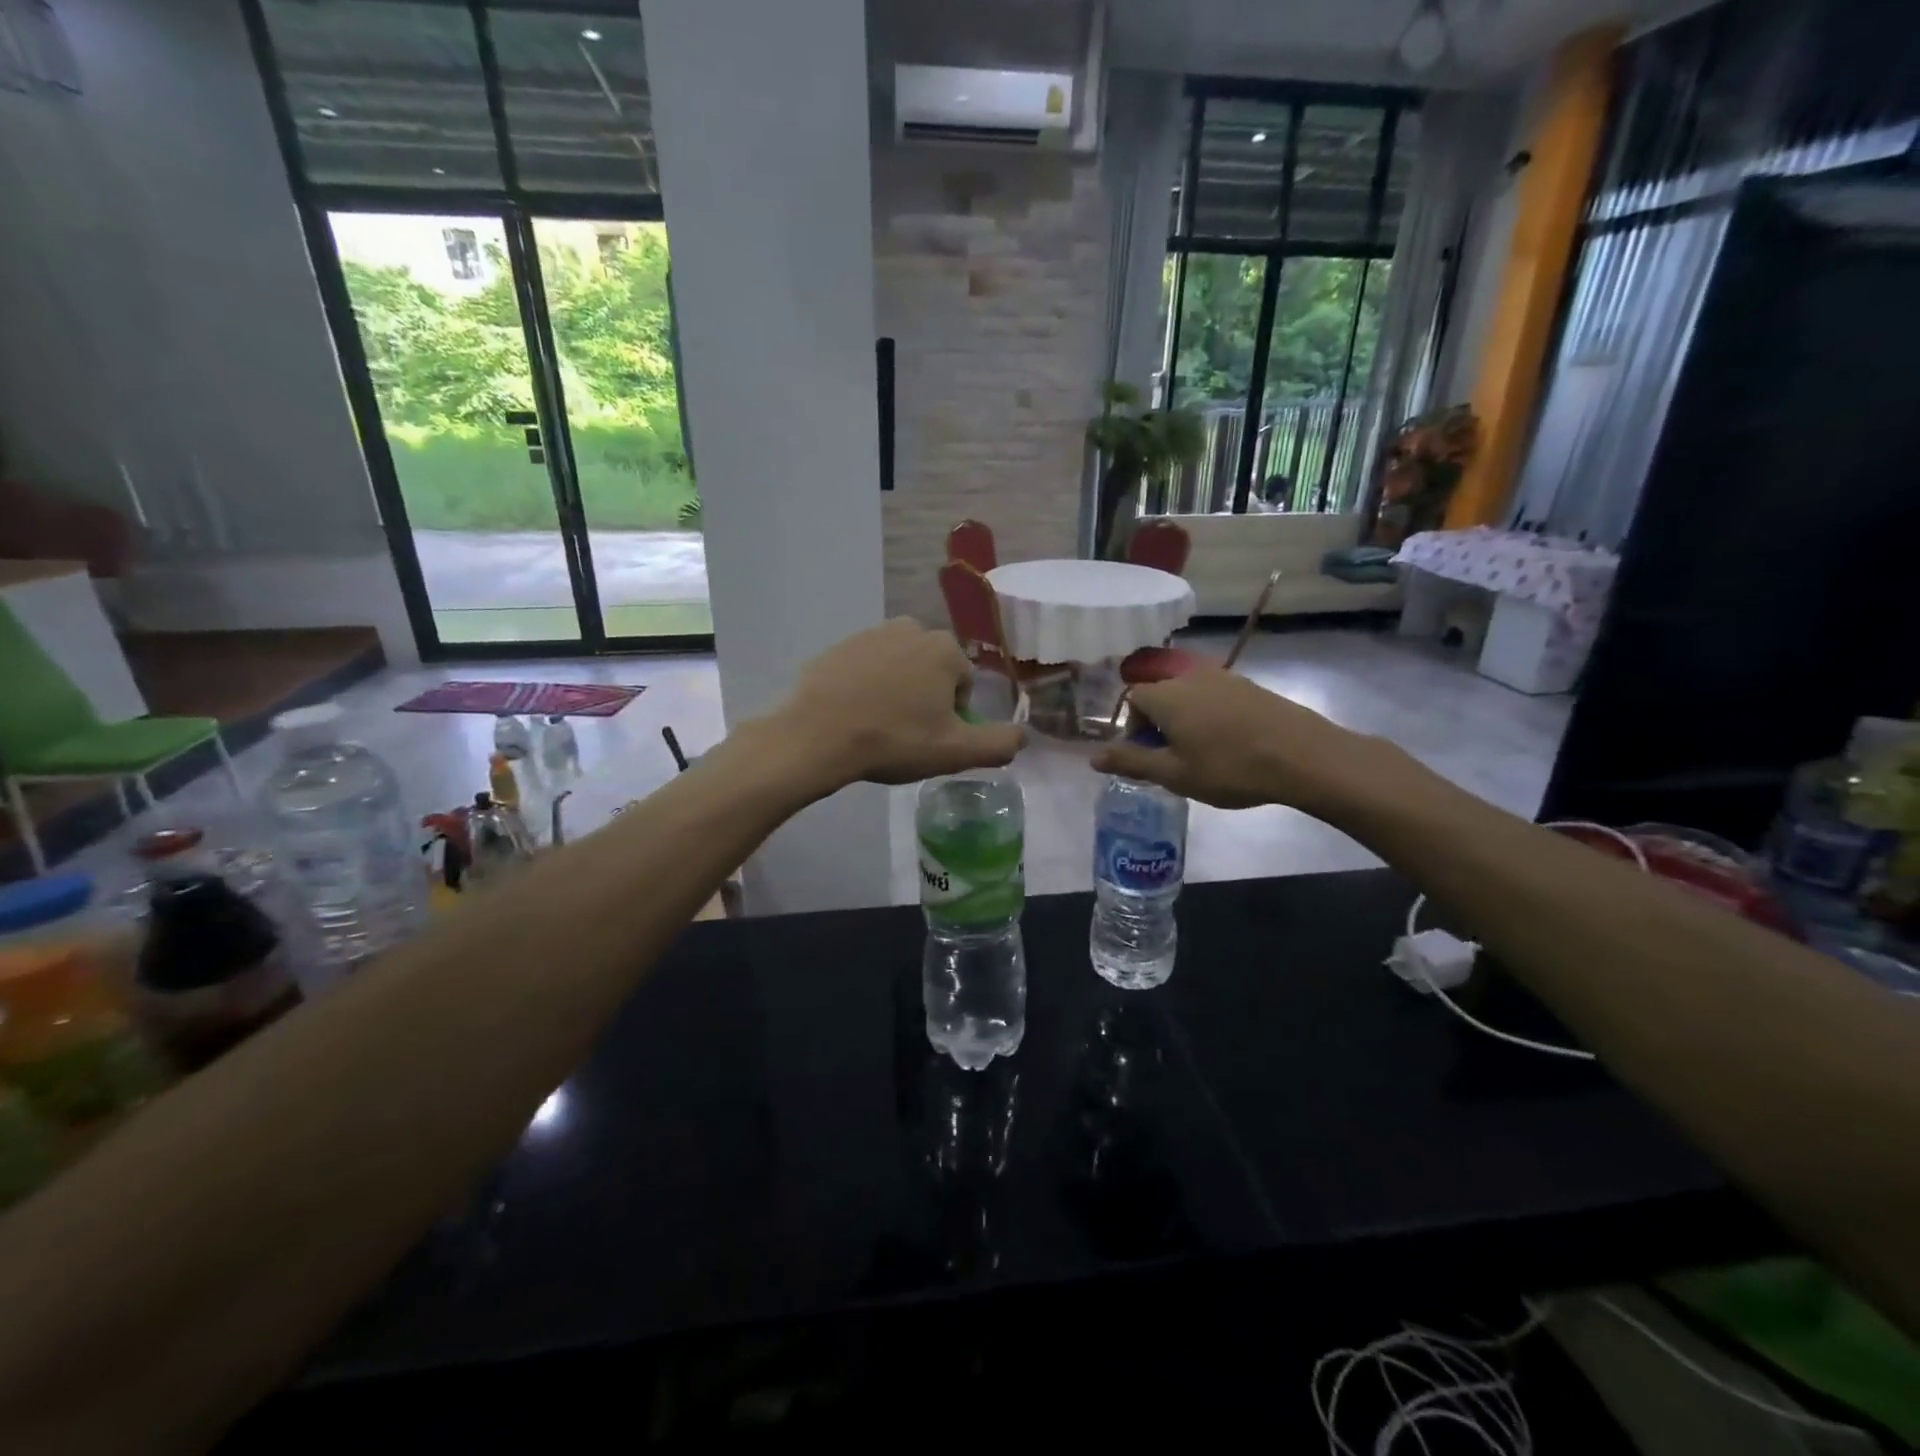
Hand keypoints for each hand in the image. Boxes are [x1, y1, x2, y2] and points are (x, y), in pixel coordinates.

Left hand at [770, 619, 1023, 787]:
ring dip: (896, 691)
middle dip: (925, 698)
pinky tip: (852, 715)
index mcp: (944, 649)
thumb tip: (1024, 736)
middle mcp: (910, 628)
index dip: (952, 715)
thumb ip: (1000, 743)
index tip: (931, 737)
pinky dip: (864, 687)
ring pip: (898, 668)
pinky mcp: (837, 647)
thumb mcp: (956, 752)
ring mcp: (869, 634)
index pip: (963, 684)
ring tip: (878, 725)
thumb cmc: (894, 740)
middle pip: (931, 671)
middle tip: (905, 733)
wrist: (817, 736)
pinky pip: (864, 669)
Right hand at [1090, 665, 1422, 820]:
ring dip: (1184, 721)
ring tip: (1201, 754)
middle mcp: (1189, 676)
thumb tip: (1093, 758)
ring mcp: (1223, 677)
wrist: (1303, 755)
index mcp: (1165, 694)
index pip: (1132, 699)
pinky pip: (1214, 697)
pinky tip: (1228, 744)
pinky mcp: (1249, 685)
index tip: (1149, 757)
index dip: (1133, 729)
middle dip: (1158, 724)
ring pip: (1188, 696)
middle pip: (1160, 694)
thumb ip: (1131, 762)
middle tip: (1173, 759)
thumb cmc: (1228, 767)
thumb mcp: (1173, 773)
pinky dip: (1210, 717)